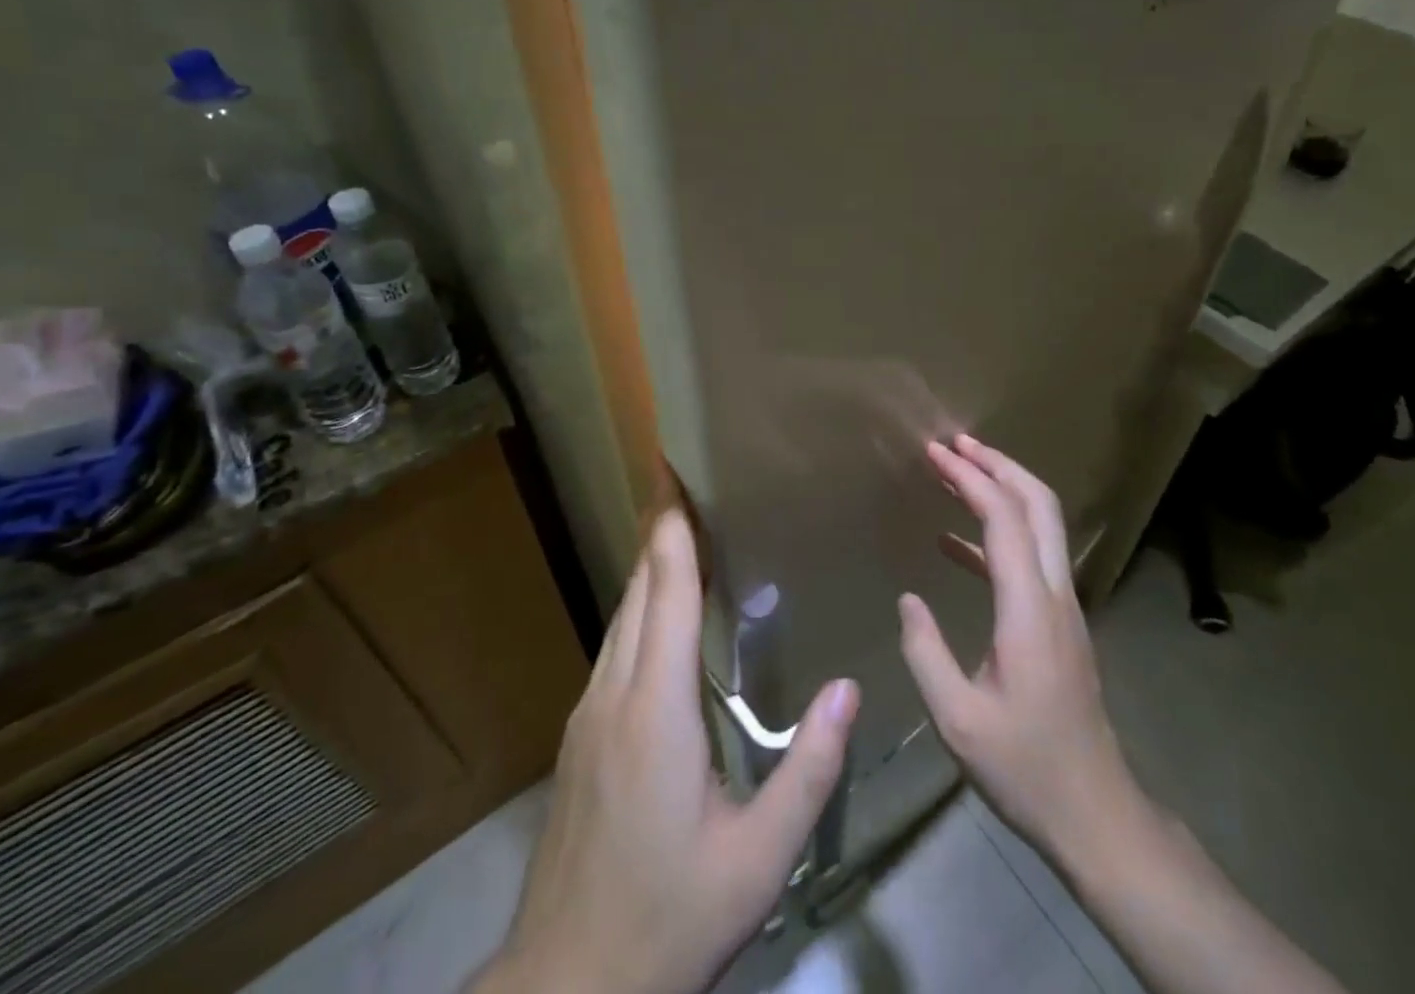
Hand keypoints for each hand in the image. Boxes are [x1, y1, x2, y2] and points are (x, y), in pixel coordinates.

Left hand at [473, 510, 859, 993]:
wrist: (565, 987)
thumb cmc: (668, 917)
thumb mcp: (758, 859)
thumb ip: (808, 770)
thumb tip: (849, 688)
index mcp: (655, 706)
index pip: (666, 589)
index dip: (672, 527)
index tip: (675, 472)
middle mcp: (613, 691)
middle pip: (638, 587)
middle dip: (660, 529)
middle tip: (687, 483)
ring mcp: (587, 712)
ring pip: (620, 614)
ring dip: (649, 567)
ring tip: (682, 533)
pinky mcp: (579, 735)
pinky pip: (613, 645)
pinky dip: (639, 608)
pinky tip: (661, 616)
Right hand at [897, 435, 1138, 863]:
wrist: (1096, 814)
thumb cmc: (1025, 767)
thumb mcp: (958, 719)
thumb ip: (926, 652)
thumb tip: (908, 599)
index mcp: (1030, 609)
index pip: (1005, 519)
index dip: (970, 478)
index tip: (935, 452)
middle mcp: (1055, 594)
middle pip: (1039, 504)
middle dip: (998, 464)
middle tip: (954, 443)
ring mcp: (1062, 607)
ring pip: (1041, 525)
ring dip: (1001, 490)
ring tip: (953, 473)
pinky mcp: (1058, 624)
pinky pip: (1029, 559)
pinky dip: (994, 535)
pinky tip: (952, 543)